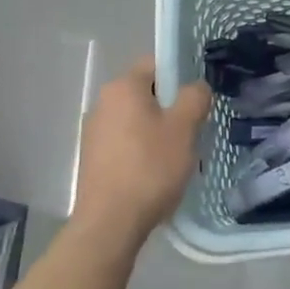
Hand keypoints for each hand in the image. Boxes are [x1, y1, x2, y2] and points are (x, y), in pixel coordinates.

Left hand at [72, 57, 211, 249]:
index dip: (180, 76)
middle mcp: (103, 103)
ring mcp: (94, 132)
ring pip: (136, 121)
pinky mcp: (92, 159)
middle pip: (146, 94)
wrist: (110, 223)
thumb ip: (195, 97)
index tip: (197, 99)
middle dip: (170, 108)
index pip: (156, 64)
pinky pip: (125, 144)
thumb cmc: (150, 168)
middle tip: (192, 131)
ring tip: (176, 158)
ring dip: (157, 132)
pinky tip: (155, 175)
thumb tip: (196, 87)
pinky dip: (141, 152)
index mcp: (123, 87)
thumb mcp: (184, 128)